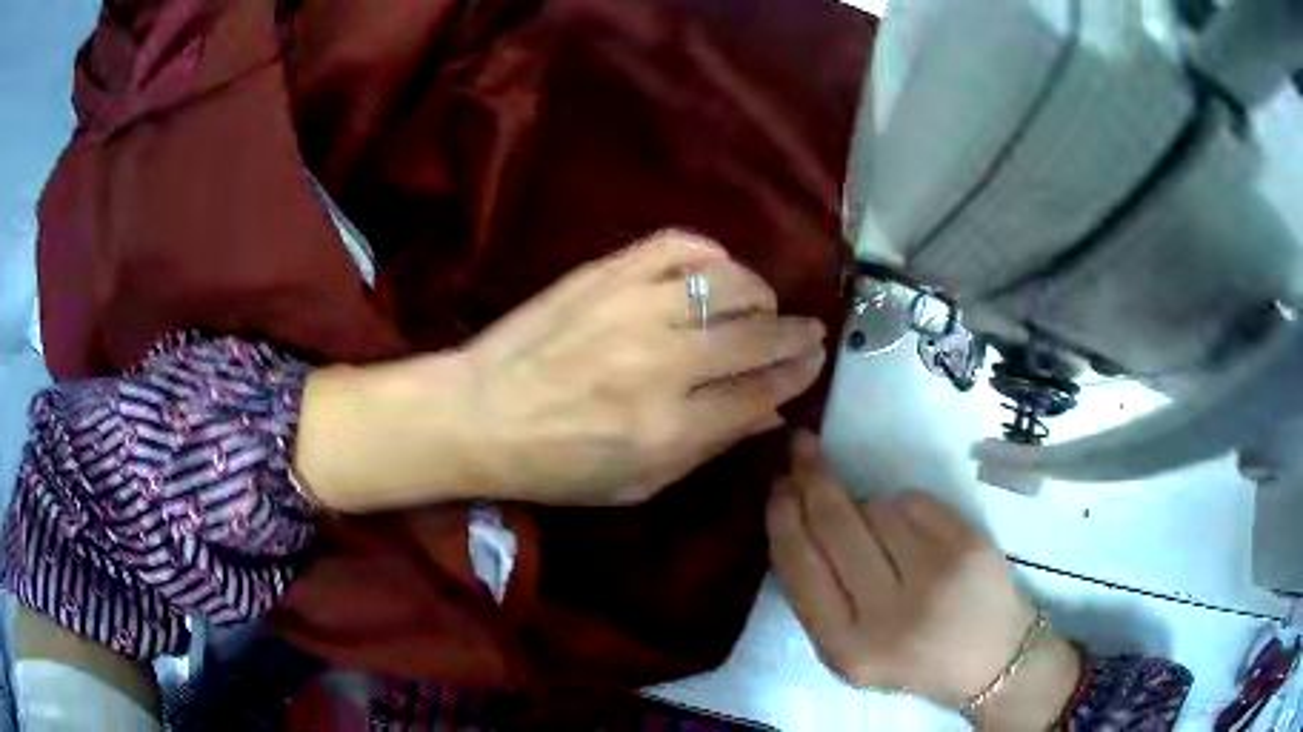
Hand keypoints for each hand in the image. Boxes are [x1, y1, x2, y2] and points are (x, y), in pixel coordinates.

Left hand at [461, 230, 826, 503]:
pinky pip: (677, 245)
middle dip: (795, 333)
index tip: (814, 360)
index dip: (798, 373)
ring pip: (727, 283)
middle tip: (807, 331)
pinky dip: (709, 253)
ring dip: (758, 293)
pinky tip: (714, 271)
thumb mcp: (638, 484)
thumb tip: (773, 412)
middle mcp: (661, 364)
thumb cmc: (556, 464)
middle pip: (756, 336)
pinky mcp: (605, 274)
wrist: (478, 413)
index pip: (761, 391)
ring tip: (759, 305)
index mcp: (669, 429)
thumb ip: (710, 446)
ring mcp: (632, 309)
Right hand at [767, 432, 1080, 729]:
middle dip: (812, 478)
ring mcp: (934, 576)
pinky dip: (904, 507)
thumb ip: (819, 596)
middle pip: (835, 524)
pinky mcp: (967, 546)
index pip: (799, 567)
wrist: (991, 659)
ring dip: (868, 507)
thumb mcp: (850, 651)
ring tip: (884, 535)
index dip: (783, 517)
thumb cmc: (911, 658)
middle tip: (800, 447)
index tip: (777, 483)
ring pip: (876, 506)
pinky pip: (914, 500)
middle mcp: (888, 615)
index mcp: (846, 648)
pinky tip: (915, 533)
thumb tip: (797, 516)